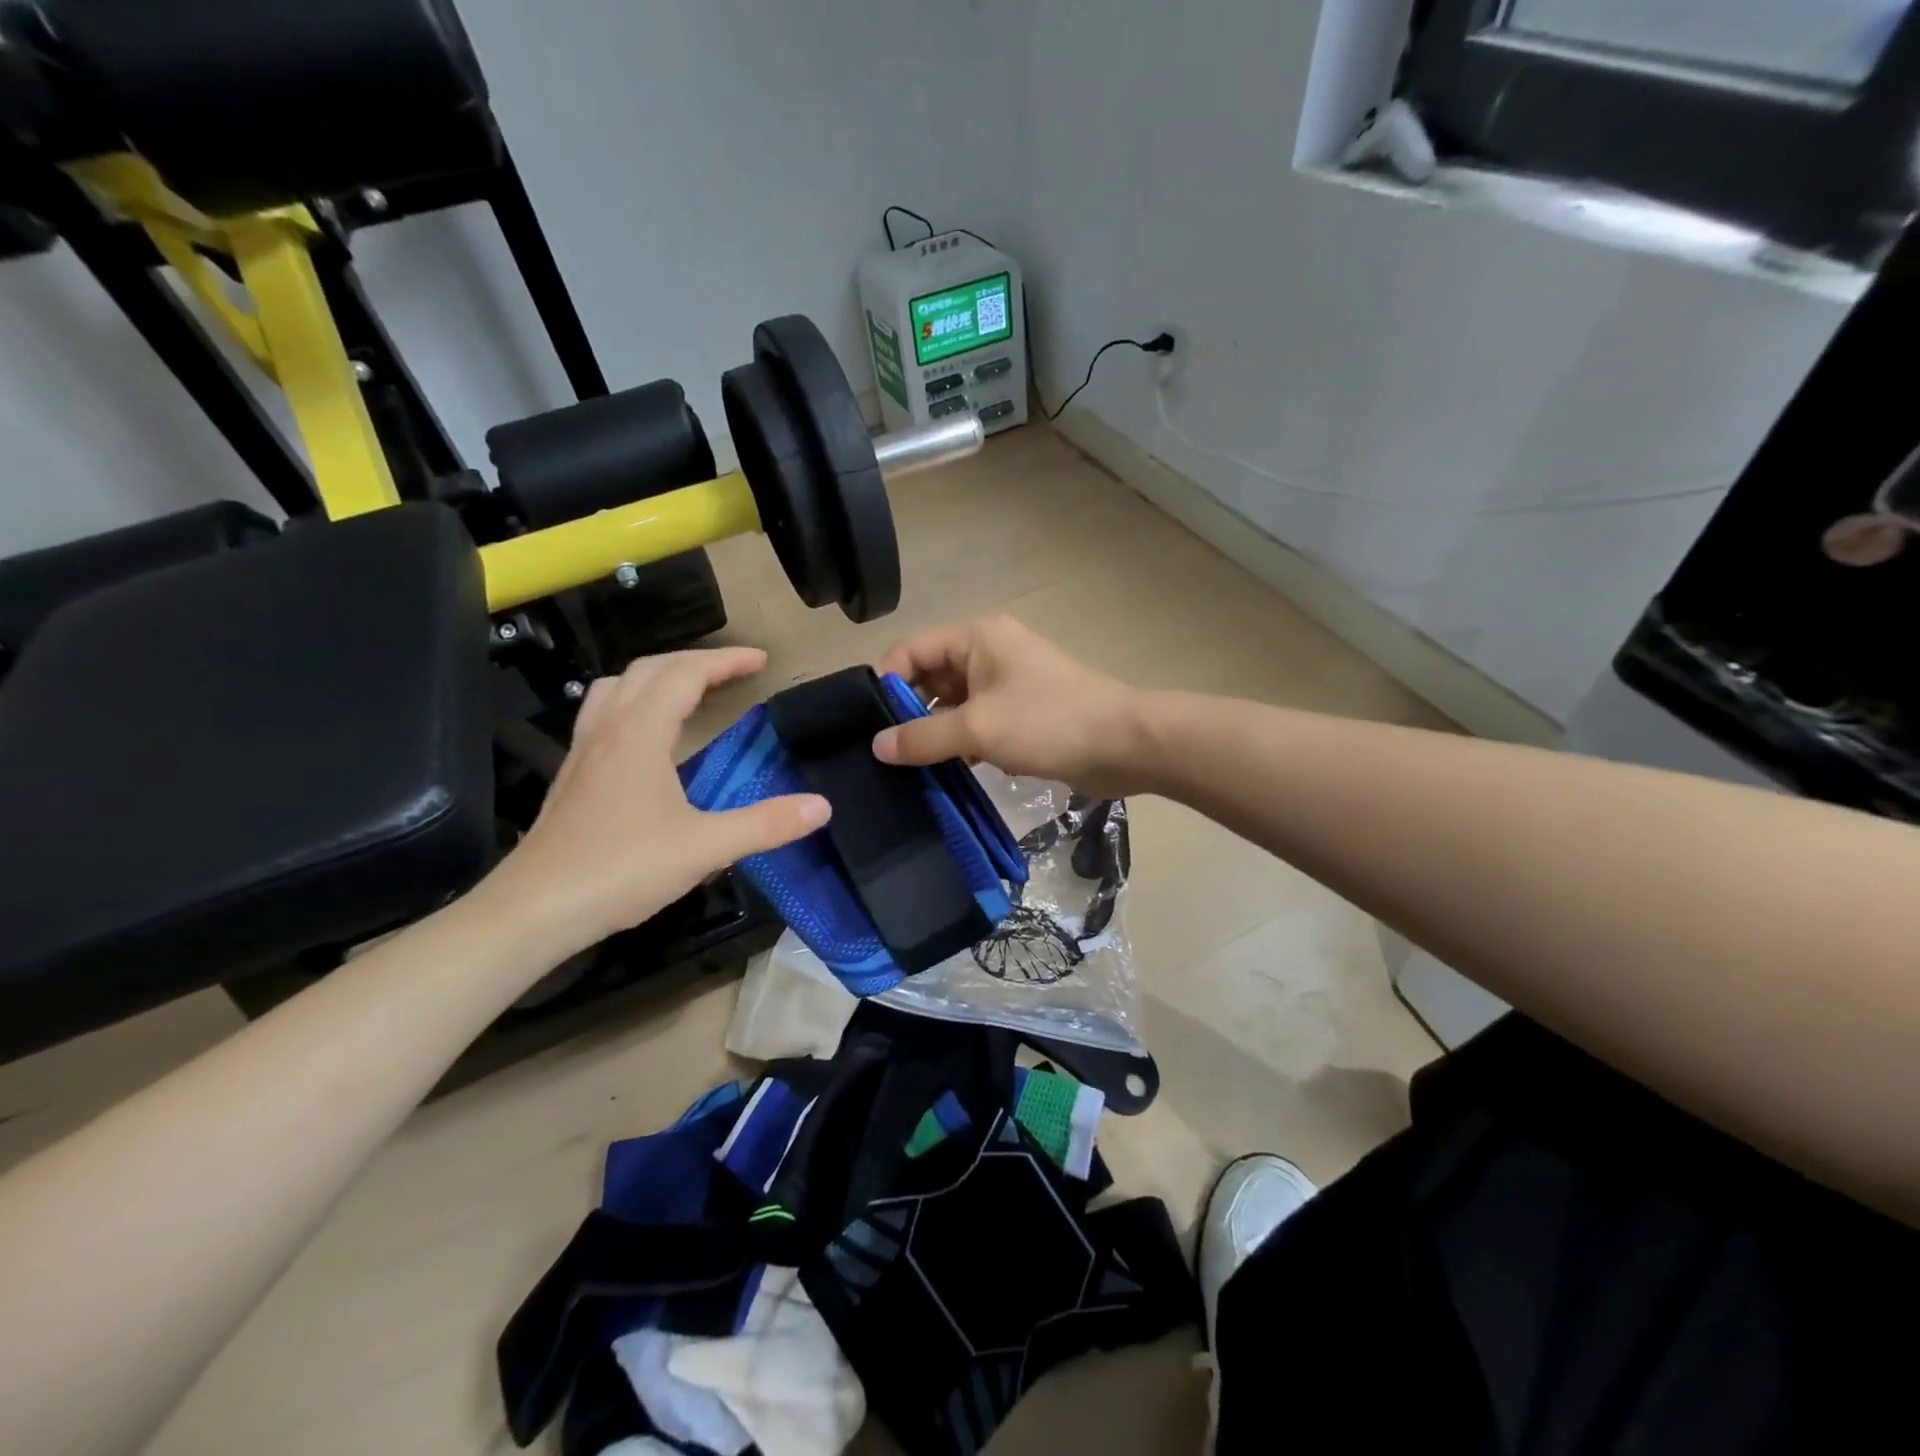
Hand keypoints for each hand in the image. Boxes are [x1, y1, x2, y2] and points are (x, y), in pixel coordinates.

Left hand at [481, 648, 829, 956]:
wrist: (536, 909)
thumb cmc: (621, 870)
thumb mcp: (705, 847)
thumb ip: (766, 825)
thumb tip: (821, 806)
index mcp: (641, 733)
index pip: (686, 674)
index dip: (726, 660)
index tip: (762, 659)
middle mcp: (608, 728)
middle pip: (650, 669)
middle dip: (697, 660)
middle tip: (735, 670)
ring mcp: (584, 749)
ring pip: (617, 685)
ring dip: (658, 674)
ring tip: (689, 688)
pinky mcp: (572, 773)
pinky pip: (603, 712)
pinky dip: (633, 700)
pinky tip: (646, 734)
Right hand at [872, 617, 1148, 795]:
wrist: (1124, 744)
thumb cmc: (1049, 723)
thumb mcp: (978, 729)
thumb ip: (922, 737)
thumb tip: (876, 746)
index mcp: (976, 638)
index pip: (911, 650)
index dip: (887, 683)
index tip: (871, 726)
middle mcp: (988, 652)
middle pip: (930, 677)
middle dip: (909, 712)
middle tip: (887, 754)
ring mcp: (1007, 684)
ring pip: (953, 704)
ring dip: (935, 733)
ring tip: (911, 769)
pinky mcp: (1022, 714)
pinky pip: (977, 723)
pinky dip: (962, 744)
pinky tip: (948, 773)